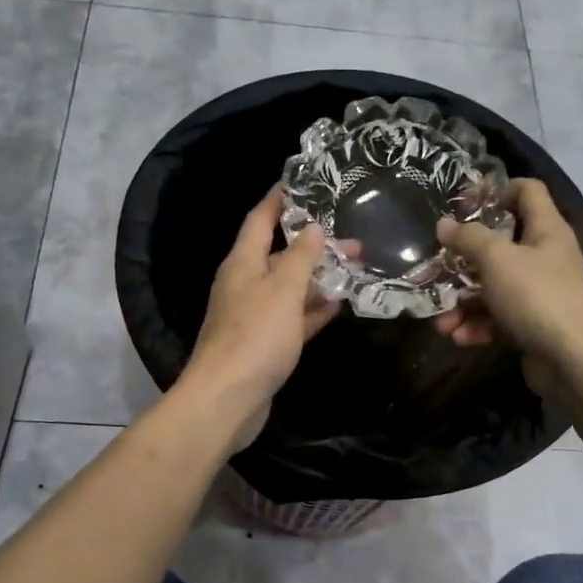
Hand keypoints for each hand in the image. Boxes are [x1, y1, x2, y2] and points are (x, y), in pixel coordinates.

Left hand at [180, 190, 339, 444]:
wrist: (227, 399)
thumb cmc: (254, 337)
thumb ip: (300, 257)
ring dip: (318, 278)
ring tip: (354, 266)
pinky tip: (339, 305)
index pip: (260, 219)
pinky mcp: (265, 344)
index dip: (279, 199)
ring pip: (289, 288)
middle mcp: (245, 284)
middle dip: (313, 244)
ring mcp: (254, 316)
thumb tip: (312, 228)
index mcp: (242, 263)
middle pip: (279, 254)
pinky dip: (313, 310)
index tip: (303, 182)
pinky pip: (293, 318)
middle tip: (351, 236)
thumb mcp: (282, 290)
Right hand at [432, 179, 582, 395]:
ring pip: (493, 288)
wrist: (574, 359)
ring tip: (441, 322)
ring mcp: (539, 294)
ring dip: (463, 304)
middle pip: (500, 246)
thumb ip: (468, 238)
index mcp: (546, 230)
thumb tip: (444, 225)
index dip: (496, 190)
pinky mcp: (532, 325)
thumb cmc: (537, 296)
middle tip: (436, 267)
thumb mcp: (497, 259)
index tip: (463, 203)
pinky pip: (497, 319)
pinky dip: (477, 327)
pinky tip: (458, 338)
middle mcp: (545, 257)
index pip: (527, 191)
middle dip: (464, 260)